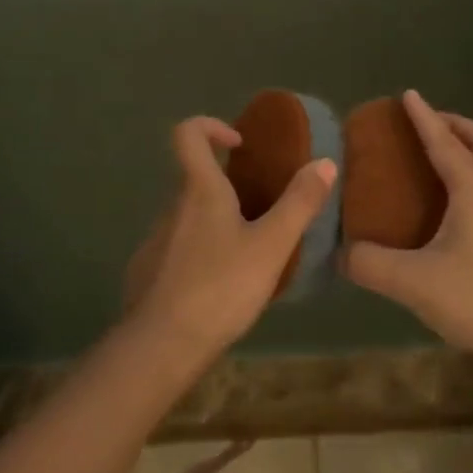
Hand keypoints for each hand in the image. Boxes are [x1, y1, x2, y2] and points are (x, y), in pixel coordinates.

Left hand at [122, 116, 335, 364]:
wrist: (162, 346)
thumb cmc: (220, 287)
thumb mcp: (271, 246)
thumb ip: (299, 203)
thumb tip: (324, 162)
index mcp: (200, 191)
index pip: (188, 133)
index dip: (211, 126)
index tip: (239, 145)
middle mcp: (172, 206)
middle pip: (195, 178)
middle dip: (227, 186)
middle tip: (261, 211)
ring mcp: (156, 239)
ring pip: (188, 216)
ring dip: (216, 222)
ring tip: (248, 253)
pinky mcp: (148, 271)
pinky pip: (177, 248)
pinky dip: (199, 253)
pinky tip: (220, 285)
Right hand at [340, 91, 472, 373]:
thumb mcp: (414, 283)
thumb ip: (371, 265)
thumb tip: (341, 253)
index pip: (444, 143)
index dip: (423, 118)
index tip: (408, 93)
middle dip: (457, 125)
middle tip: (430, 122)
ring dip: (469, 150)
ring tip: (439, 158)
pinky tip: (453, 207)